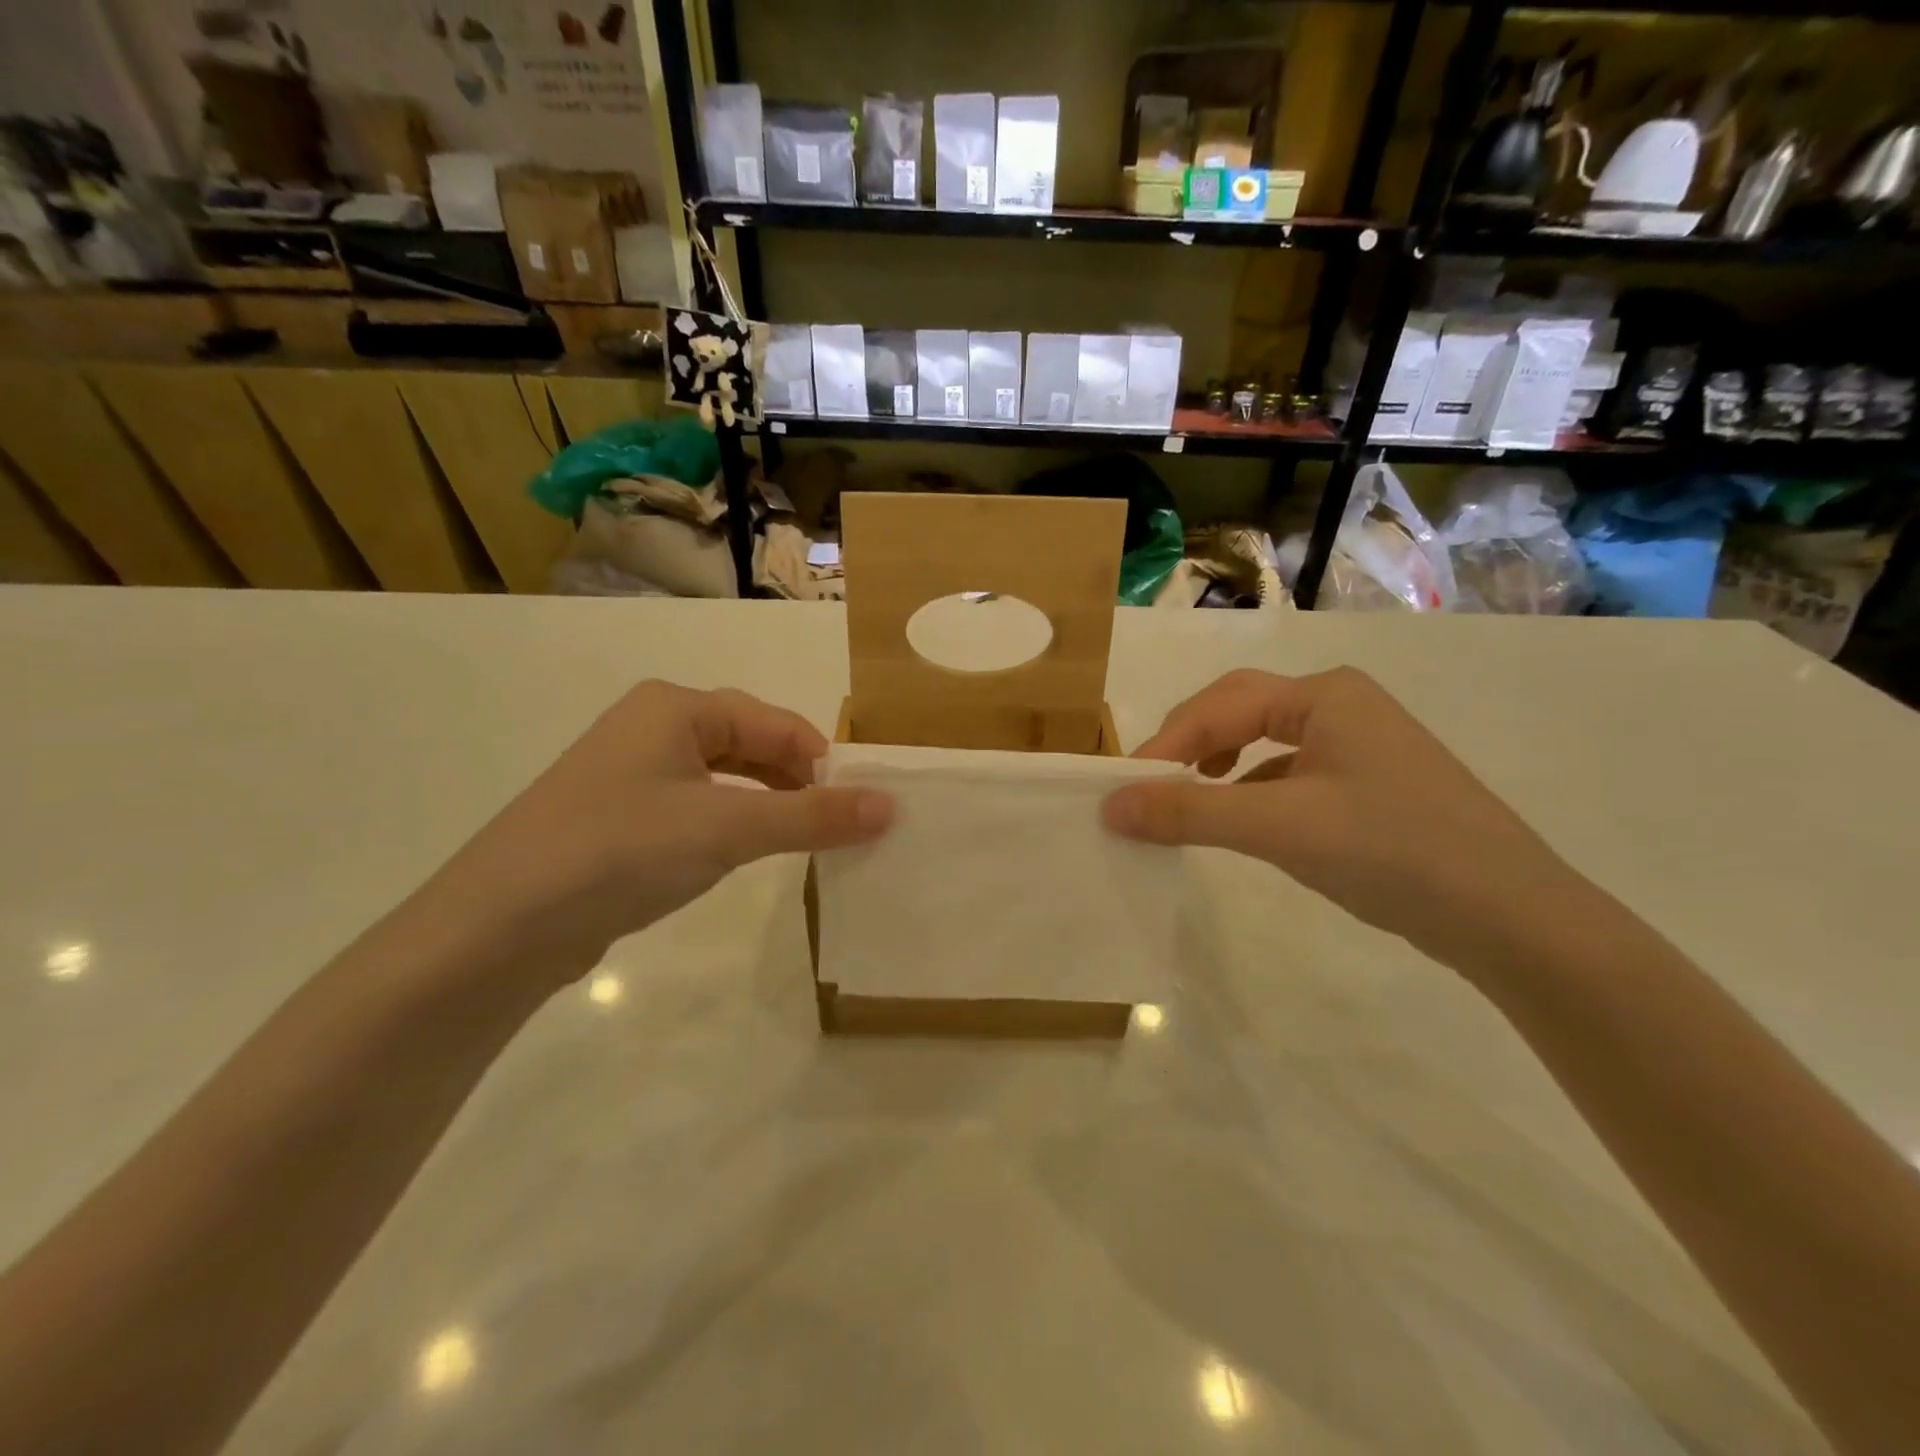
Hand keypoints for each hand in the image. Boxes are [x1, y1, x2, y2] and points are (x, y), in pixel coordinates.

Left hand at [427, 681, 891, 983]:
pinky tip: (748, 853)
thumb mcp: (727, 828)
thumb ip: (811, 816)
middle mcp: (653, 729)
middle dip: (798, 781)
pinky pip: (699, 809)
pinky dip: (735, 825)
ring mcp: (633, 776)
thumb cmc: (621, 850)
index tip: (862, 804)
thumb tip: (891, 806)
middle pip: (750, 743)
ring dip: (770, 804)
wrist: (498, 928)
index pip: (774, 721)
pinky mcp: (622, 821)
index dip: (823, 759)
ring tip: (808, 839)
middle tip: (841, 824)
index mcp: (675, 708)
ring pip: (725, 779)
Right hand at [1102, 668, 1577, 969]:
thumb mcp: (1280, 828)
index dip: (1165, 744)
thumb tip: (1109, 806)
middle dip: (1189, 744)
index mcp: (1324, 694)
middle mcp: (1340, 706)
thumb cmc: (1392, 851)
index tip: (1123, 789)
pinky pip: (1288, 773)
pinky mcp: (1365, 784)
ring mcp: (1358, 744)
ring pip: (1262, 740)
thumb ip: (1190, 812)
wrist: (1512, 918)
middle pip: (1239, 710)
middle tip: (1150, 786)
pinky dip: (1250, 789)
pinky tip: (1240, 820)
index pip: (1220, 705)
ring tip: (1187, 796)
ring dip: (1216, 763)